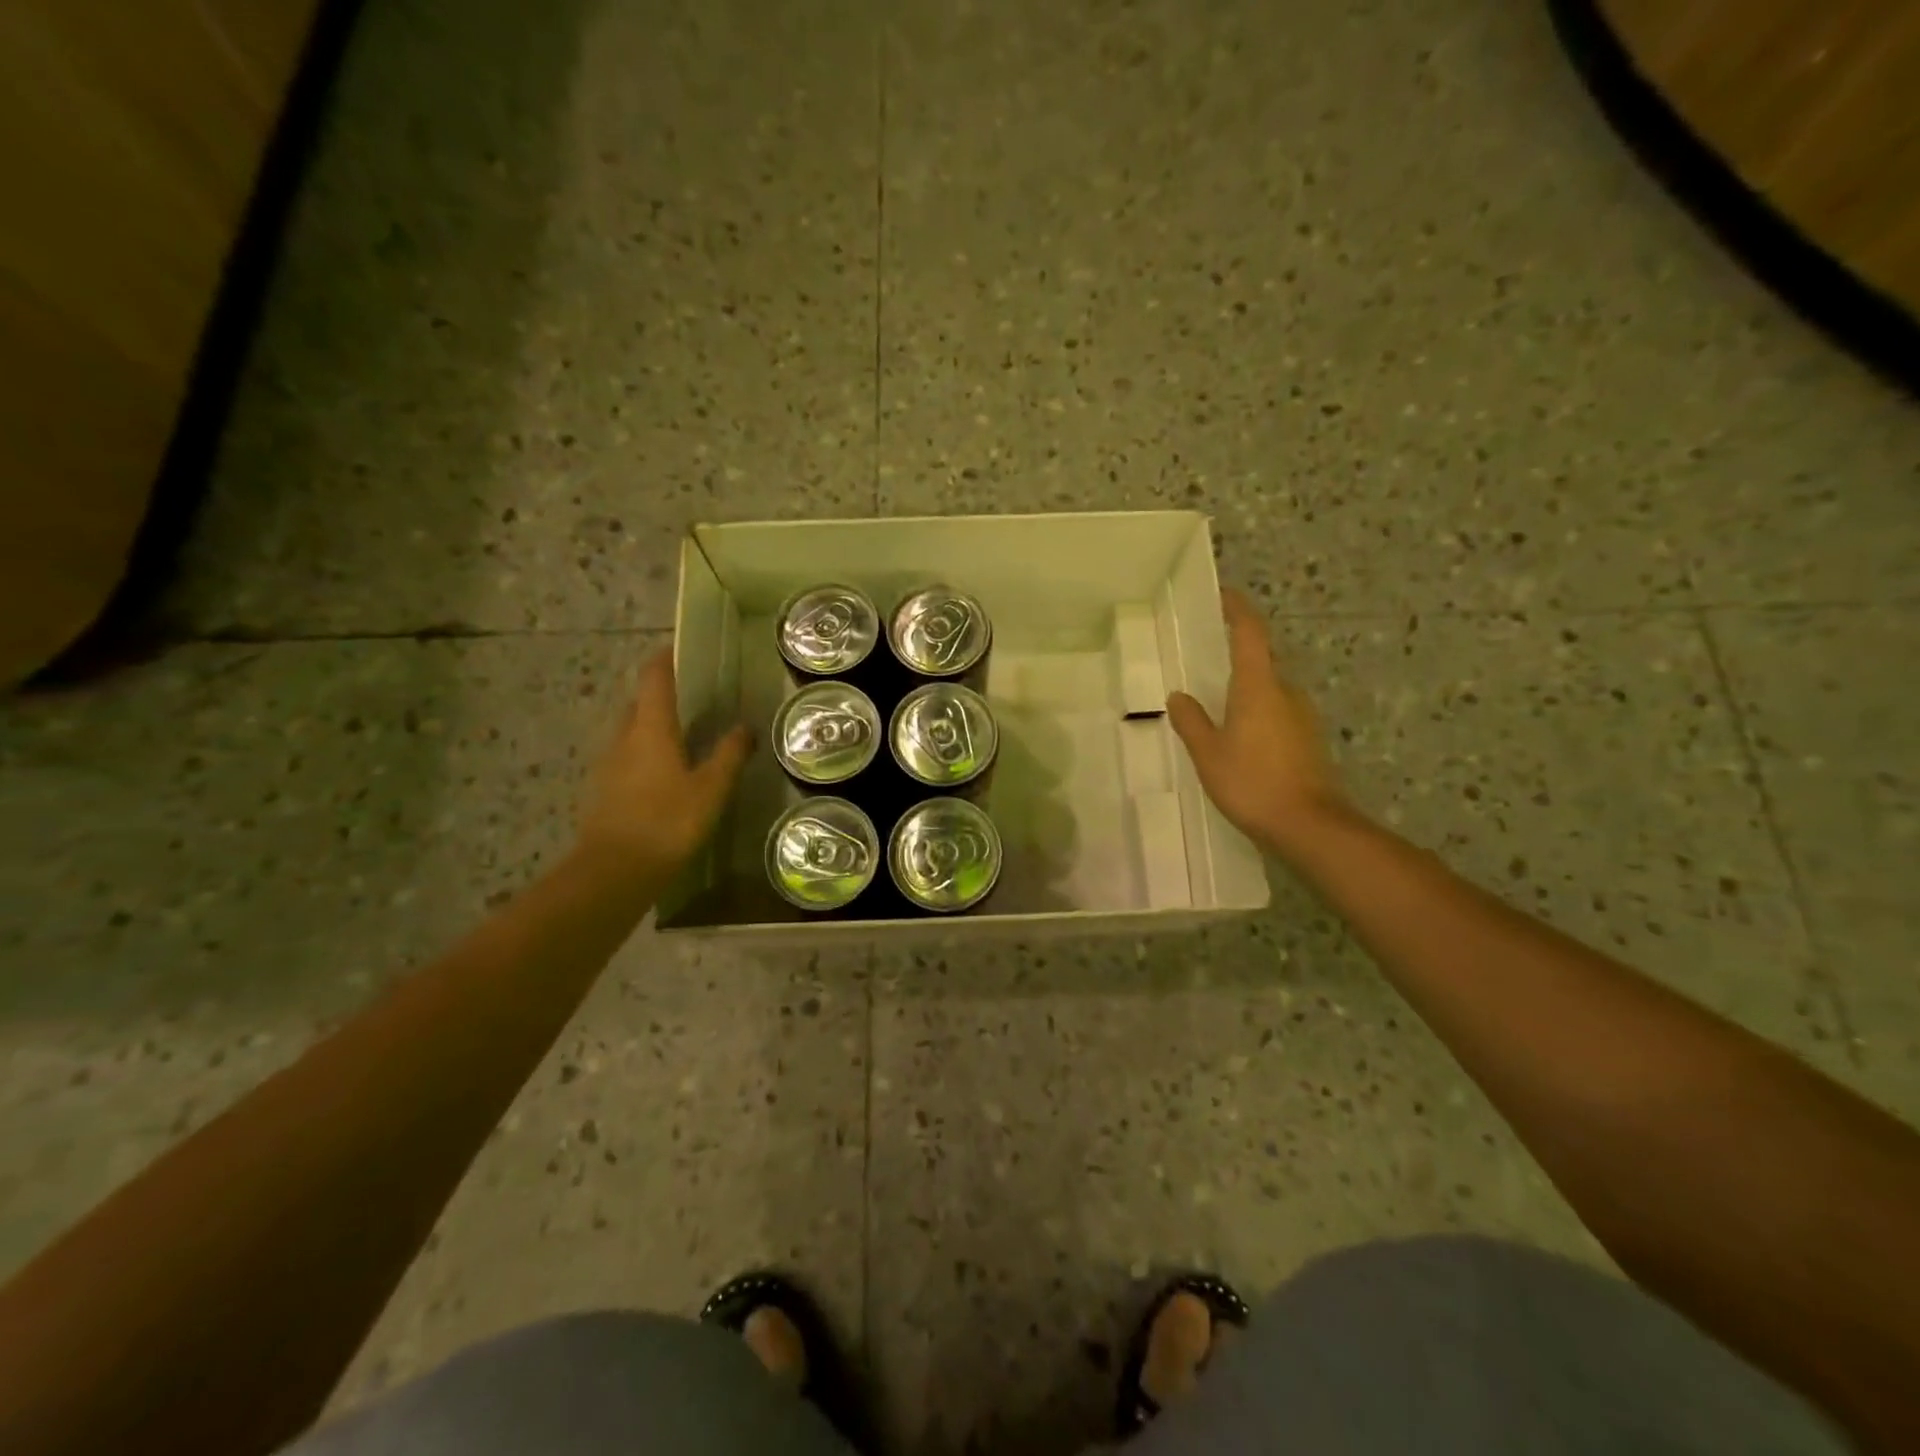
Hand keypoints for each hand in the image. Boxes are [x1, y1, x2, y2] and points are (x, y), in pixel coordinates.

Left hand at [575, 650, 750, 881]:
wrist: (614, 871)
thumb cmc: (668, 822)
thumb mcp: (711, 788)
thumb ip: (729, 754)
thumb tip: (745, 726)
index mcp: (650, 728)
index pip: (653, 679)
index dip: (665, 659)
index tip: (680, 649)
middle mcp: (623, 737)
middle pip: (639, 704)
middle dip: (662, 695)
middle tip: (693, 699)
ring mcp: (608, 765)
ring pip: (631, 732)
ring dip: (653, 727)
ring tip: (684, 737)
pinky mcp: (603, 790)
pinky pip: (626, 758)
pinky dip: (645, 754)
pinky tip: (665, 775)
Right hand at [1167, 588, 1349, 857]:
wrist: (1308, 825)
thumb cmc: (1251, 782)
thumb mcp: (1208, 754)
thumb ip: (1191, 722)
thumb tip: (1179, 697)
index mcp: (1258, 686)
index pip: (1250, 634)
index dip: (1237, 610)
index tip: (1223, 596)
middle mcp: (1286, 693)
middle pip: (1261, 662)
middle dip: (1237, 657)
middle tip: (1206, 663)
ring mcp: (1303, 717)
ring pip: (1270, 691)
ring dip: (1247, 691)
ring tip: (1218, 707)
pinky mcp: (1309, 740)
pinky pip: (1278, 714)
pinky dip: (1258, 714)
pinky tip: (1241, 739)